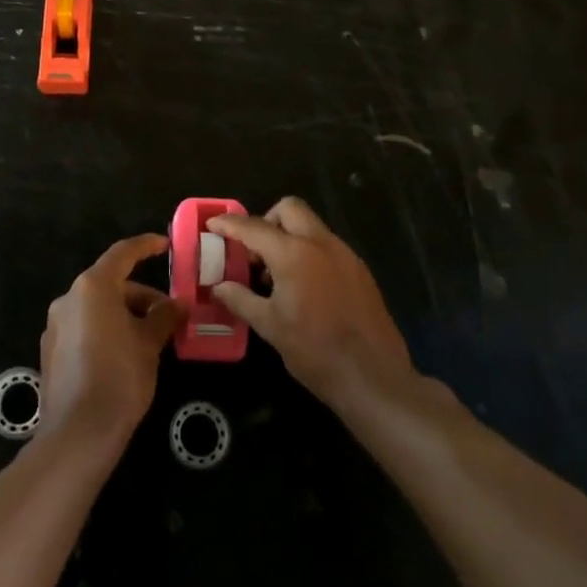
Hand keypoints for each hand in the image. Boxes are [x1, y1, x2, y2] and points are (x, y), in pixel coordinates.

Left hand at [39, 234, 183, 450]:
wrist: (78, 433)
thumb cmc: (120, 377)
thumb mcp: (149, 344)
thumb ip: (164, 317)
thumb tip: (178, 304)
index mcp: (92, 287)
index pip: (122, 254)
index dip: (145, 246)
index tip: (164, 244)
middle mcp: (69, 299)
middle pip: (110, 285)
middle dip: (142, 297)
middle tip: (169, 316)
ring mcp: (56, 326)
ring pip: (97, 309)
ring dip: (125, 316)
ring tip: (152, 340)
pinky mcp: (52, 352)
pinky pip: (85, 329)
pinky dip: (107, 331)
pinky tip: (126, 356)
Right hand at [209, 198, 414, 411]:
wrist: (373, 377)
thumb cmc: (314, 351)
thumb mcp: (270, 326)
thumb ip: (241, 299)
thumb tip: (219, 287)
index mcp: (294, 253)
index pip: (254, 227)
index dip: (229, 224)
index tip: (213, 224)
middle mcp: (321, 243)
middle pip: (289, 209)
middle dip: (266, 220)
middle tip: (253, 251)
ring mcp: (345, 255)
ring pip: (311, 226)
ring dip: (289, 237)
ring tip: (275, 275)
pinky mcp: (360, 270)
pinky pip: (327, 246)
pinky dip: (309, 253)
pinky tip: (303, 288)